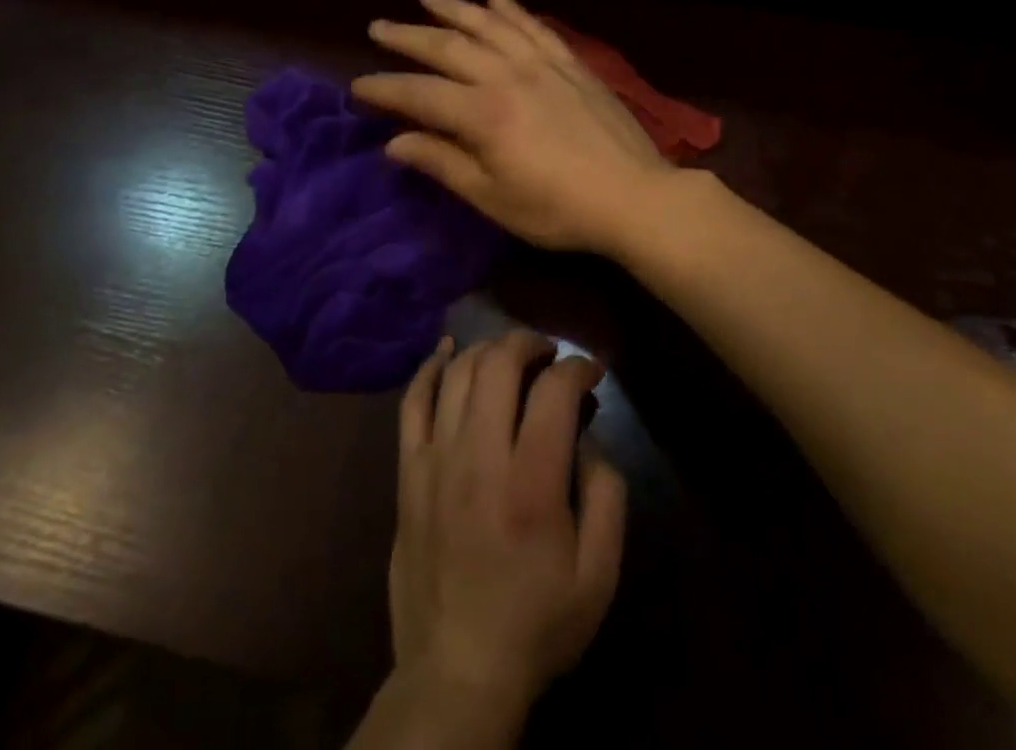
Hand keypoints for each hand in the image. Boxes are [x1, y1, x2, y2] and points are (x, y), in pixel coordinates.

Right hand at [352, 0, 675, 255]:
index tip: (358, 85)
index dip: (385, 88)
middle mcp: (507, 77)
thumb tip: (395, 143)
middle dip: (409, 37)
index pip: (420, 93)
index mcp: (483, 114)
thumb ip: (443, 164)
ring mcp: (542, 65)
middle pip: (448, 48)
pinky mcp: (571, 64)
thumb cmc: (558, 209)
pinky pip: (535, 27)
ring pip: (489, 26)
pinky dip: (513, 11)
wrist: (633, 195)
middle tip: (379, 27)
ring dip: (456, 9)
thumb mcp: (493, 198)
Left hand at [387, 331, 626, 724]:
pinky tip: (447, 352)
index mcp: (532, 483)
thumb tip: (588, 437)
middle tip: (548, 353)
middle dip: (530, 342)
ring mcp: (436, 460)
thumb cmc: (536, 623)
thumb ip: (607, 494)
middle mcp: (480, 457)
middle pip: (500, 363)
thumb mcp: (599, 574)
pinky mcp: (408, 472)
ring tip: (509, 355)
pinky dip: (430, 368)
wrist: (456, 672)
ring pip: (458, 373)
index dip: (578, 366)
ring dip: (488, 349)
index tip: (590, 371)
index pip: (553, 390)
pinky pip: (412, 403)